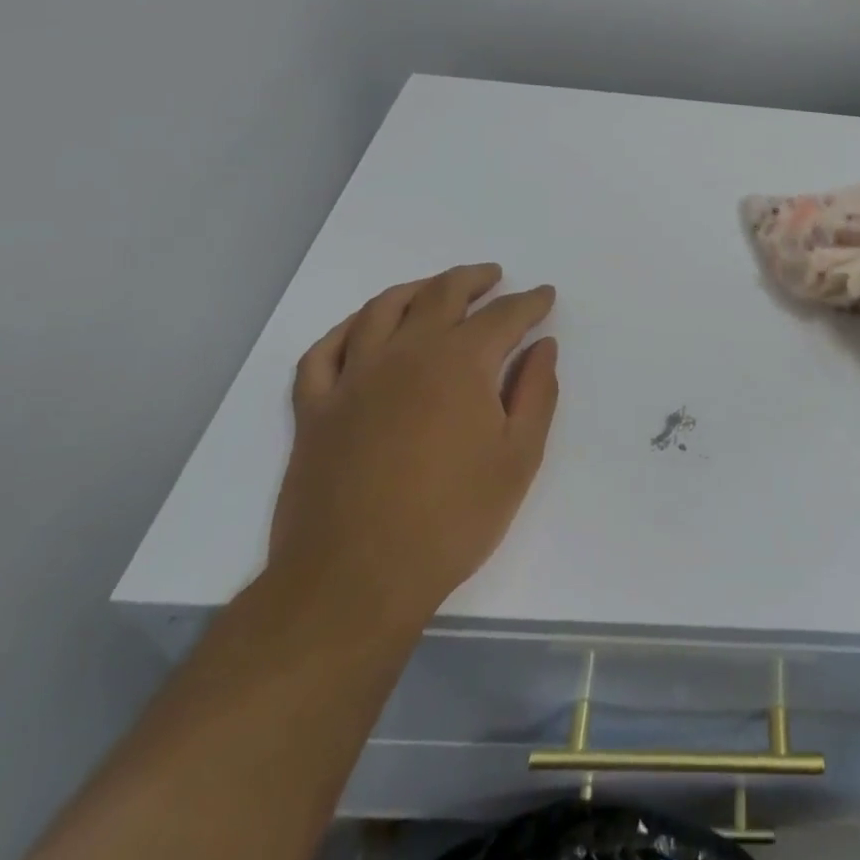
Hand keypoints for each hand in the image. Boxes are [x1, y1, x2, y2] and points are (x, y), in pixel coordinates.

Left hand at [268, 266, 558, 634]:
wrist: (353, 581)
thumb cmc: (452, 520)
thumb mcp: (518, 458)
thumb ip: (536, 392)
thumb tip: (542, 346)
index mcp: (460, 363)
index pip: (503, 316)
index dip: (529, 302)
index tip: (544, 296)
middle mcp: (406, 354)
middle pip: (441, 294)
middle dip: (473, 280)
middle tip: (494, 277)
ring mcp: (353, 378)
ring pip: (382, 309)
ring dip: (415, 289)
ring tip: (434, 289)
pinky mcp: (315, 409)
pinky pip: (323, 352)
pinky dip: (345, 330)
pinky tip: (361, 328)